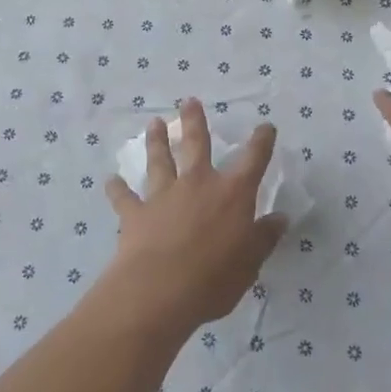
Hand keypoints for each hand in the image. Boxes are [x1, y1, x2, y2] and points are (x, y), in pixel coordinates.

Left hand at [103, 99, 285, 333]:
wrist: (159, 291)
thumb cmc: (214, 278)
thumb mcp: (250, 262)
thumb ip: (264, 238)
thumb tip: (280, 217)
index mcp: (232, 194)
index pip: (253, 160)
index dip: (261, 142)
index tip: (265, 126)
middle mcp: (198, 184)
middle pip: (196, 144)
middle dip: (194, 121)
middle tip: (189, 101)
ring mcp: (163, 195)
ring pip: (159, 161)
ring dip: (157, 142)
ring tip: (153, 123)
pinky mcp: (136, 213)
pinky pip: (124, 197)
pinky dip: (117, 189)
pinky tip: (110, 181)